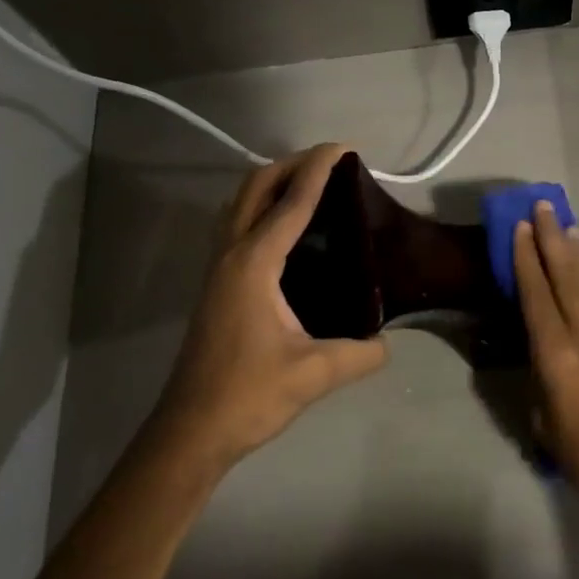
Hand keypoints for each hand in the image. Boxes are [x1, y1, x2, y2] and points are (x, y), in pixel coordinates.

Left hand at [152, 144, 388, 473]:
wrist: (191, 431)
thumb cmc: (248, 396)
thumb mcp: (314, 374)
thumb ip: (360, 354)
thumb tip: (387, 341)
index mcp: (254, 264)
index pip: (291, 203)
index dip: (318, 169)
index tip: (342, 147)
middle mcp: (231, 254)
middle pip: (256, 187)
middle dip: (291, 164)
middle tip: (329, 161)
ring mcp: (218, 268)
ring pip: (241, 203)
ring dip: (272, 182)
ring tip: (309, 185)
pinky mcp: (216, 283)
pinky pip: (238, 224)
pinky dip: (262, 206)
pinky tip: (285, 228)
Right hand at [513, 203, 578, 521]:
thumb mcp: (546, 426)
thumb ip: (540, 386)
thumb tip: (539, 365)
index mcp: (558, 355)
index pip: (537, 295)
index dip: (527, 259)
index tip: (521, 226)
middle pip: (566, 276)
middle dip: (553, 239)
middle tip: (545, 206)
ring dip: (577, 252)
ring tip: (569, 225)